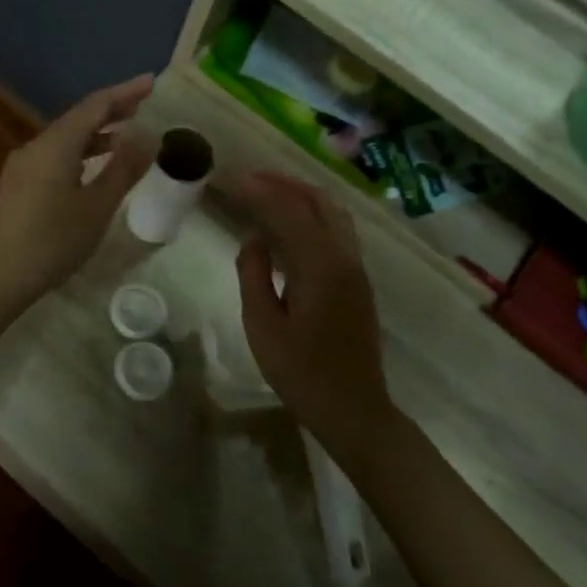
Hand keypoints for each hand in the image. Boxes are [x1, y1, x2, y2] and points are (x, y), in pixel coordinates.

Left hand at [0, 75, 155, 314]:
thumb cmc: (50, 242)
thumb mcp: (96, 208)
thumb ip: (123, 169)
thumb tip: (148, 136)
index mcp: (56, 145)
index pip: (95, 105)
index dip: (125, 92)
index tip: (151, 82)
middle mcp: (35, 147)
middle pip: (77, 119)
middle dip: (110, 111)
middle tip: (142, 106)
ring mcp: (20, 167)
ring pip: (63, 140)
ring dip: (94, 135)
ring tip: (123, 138)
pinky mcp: (14, 186)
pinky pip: (52, 157)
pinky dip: (78, 154)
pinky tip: (88, 170)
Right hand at [232, 171, 396, 469]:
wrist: (354, 409)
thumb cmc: (302, 373)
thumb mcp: (263, 326)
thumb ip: (254, 275)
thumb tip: (254, 239)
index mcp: (320, 267)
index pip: (288, 212)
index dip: (258, 190)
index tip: (230, 178)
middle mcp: (344, 257)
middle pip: (317, 202)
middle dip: (282, 183)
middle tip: (248, 177)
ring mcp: (356, 268)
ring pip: (332, 213)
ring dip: (301, 195)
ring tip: (267, 192)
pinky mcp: (357, 280)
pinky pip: (336, 230)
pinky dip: (312, 214)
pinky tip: (288, 225)